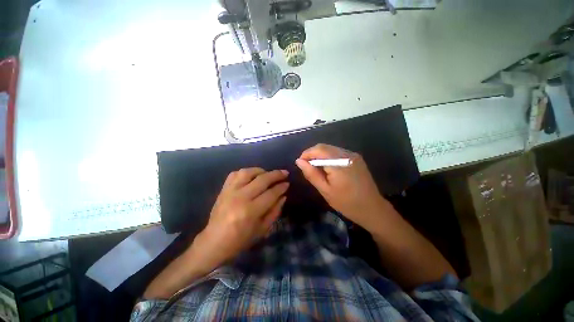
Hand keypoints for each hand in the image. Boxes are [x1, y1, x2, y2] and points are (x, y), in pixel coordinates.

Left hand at [197, 168, 288, 265]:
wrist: (214, 242)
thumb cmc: (240, 240)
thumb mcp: (262, 229)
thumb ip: (275, 211)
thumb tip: (283, 196)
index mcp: (250, 211)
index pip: (271, 193)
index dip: (281, 187)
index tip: (287, 183)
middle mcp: (240, 198)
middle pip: (262, 180)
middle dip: (276, 175)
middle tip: (284, 173)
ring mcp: (230, 191)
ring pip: (248, 172)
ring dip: (261, 171)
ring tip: (267, 174)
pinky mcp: (223, 190)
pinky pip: (235, 174)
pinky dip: (245, 172)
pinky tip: (252, 176)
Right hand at [295, 144, 387, 229]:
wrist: (372, 208)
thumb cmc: (346, 203)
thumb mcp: (325, 190)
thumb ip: (311, 174)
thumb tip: (299, 161)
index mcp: (339, 163)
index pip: (318, 150)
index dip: (306, 154)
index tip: (300, 163)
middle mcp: (347, 155)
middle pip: (324, 147)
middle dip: (312, 153)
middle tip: (306, 166)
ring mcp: (353, 155)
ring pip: (331, 148)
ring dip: (320, 155)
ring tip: (315, 167)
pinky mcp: (356, 158)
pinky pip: (338, 152)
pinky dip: (329, 157)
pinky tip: (327, 167)